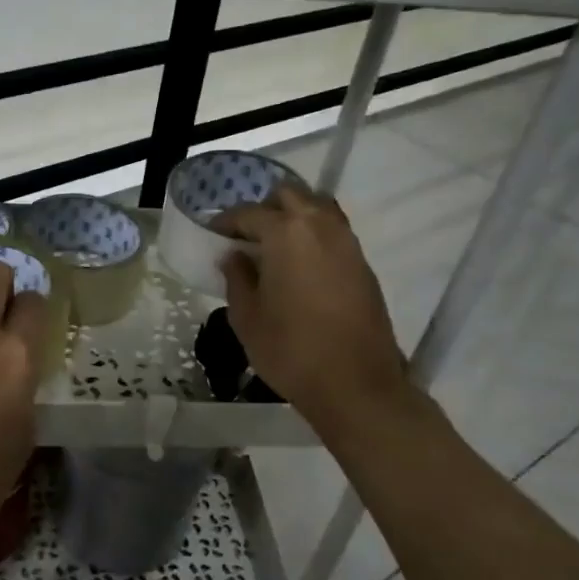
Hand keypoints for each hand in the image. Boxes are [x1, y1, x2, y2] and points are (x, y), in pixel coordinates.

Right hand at [213, 185, 414, 434]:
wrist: (355, 384)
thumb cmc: (290, 350)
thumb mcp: (247, 317)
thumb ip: (237, 278)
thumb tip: (234, 256)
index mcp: (286, 234)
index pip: (249, 213)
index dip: (227, 222)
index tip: (215, 234)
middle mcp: (320, 226)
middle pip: (290, 196)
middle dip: (265, 208)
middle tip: (247, 236)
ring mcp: (347, 243)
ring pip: (318, 208)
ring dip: (294, 217)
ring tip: (275, 247)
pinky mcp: (363, 264)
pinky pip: (334, 232)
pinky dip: (314, 236)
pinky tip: (300, 265)